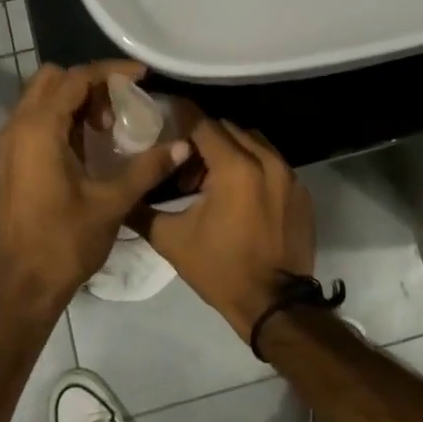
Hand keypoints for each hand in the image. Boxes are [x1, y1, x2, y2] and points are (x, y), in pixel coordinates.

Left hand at [0, 60, 190, 315]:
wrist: (21, 286)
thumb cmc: (64, 242)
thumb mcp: (112, 202)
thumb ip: (147, 168)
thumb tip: (183, 145)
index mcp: (39, 129)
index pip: (75, 78)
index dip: (110, 72)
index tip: (141, 76)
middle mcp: (17, 127)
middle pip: (52, 79)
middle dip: (89, 83)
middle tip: (120, 106)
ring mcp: (8, 144)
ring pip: (40, 98)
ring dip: (74, 100)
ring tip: (107, 127)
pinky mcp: (9, 161)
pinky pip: (34, 120)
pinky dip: (60, 118)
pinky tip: (87, 145)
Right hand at [133, 116, 314, 335]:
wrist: (274, 305)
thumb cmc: (220, 269)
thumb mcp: (172, 240)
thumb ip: (142, 209)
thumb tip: (121, 193)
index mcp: (235, 167)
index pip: (203, 123)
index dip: (180, 117)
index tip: (163, 115)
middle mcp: (266, 161)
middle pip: (229, 129)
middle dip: (204, 138)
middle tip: (183, 161)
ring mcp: (289, 175)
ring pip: (253, 142)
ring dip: (230, 149)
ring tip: (211, 178)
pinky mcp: (301, 192)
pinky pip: (272, 162)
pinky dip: (253, 166)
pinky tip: (238, 193)